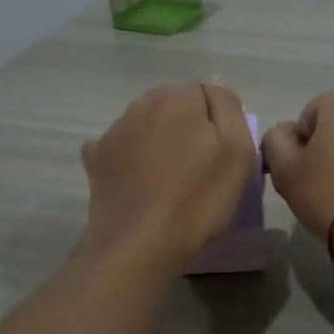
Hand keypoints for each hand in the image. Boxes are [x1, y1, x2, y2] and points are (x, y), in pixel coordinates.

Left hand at [80, 83, 256, 273]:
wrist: (140, 244)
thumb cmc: (198, 197)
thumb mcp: (237, 150)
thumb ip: (229, 108)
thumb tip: (215, 89)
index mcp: (177, 97)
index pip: (207, 95)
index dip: (218, 124)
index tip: (221, 156)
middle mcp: (141, 104)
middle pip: (174, 108)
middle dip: (186, 129)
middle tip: (199, 170)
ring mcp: (113, 131)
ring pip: (146, 127)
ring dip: (158, 144)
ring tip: (169, 182)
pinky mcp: (96, 160)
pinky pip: (120, 150)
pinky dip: (130, 161)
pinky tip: (138, 183)